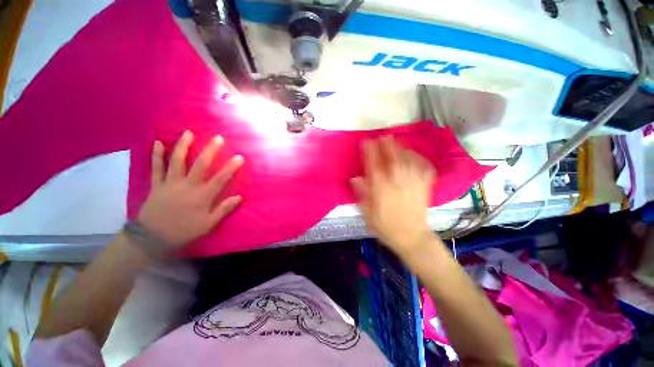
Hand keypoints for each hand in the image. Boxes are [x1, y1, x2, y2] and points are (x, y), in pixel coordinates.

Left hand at [137, 130, 243, 247]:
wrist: (153, 238)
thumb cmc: (184, 231)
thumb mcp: (208, 224)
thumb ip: (224, 209)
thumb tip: (239, 197)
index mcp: (202, 196)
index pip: (220, 178)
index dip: (231, 167)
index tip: (239, 157)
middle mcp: (187, 186)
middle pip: (200, 165)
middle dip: (210, 150)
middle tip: (218, 138)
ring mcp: (170, 183)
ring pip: (177, 161)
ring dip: (183, 146)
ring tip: (189, 133)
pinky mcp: (157, 185)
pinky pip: (156, 167)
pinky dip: (157, 154)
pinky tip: (158, 142)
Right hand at [352, 136, 435, 257]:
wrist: (412, 238)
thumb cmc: (386, 227)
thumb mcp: (368, 214)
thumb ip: (362, 195)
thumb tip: (355, 178)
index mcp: (382, 191)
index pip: (374, 166)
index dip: (369, 153)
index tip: (366, 142)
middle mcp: (398, 184)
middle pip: (393, 159)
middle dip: (388, 146)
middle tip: (383, 136)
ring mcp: (413, 184)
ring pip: (408, 161)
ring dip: (402, 149)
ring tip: (396, 141)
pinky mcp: (425, 187)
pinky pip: (424, 168)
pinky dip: (419, 159)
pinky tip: (414, 155)